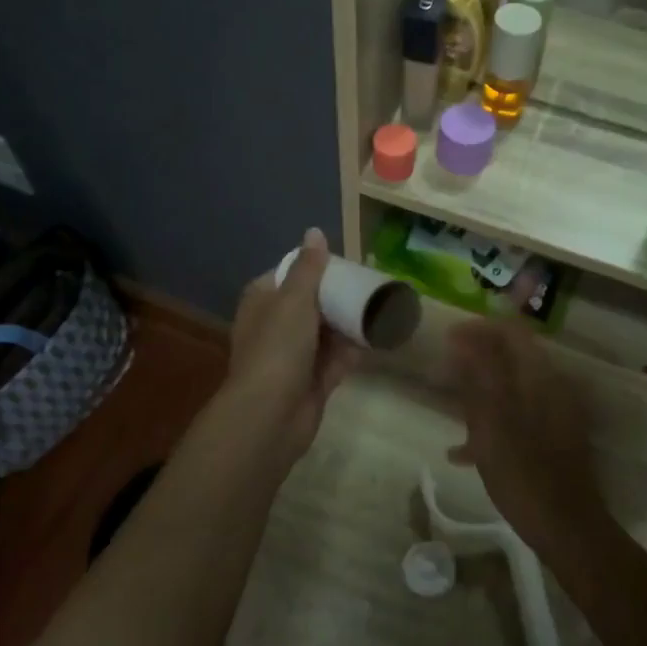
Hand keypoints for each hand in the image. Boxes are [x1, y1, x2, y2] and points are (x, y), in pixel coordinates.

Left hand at [226, 228, 360, 469]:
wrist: (271, 414)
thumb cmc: (278, 347)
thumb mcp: (294, 298)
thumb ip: (309, 266)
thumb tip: (314, 231)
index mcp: (263, 300)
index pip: (289, 274)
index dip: (315, 267)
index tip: (346, 263)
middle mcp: (275, 325)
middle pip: (312, 303)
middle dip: (338, 296)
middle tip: (371, 284)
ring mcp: (294, 356)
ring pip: (327, 332)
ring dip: (350, 323)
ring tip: (383, 307)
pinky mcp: (312, 380)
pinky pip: (337, 359)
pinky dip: (354, 350)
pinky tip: (379, 337)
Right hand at [446, 320, 609, 556]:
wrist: (567, 528)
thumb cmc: (523, 472)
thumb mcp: (491, 422)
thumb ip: (478, 376)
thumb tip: (462, 339)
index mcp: (540, 377)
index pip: (510, 331)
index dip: (477, 330)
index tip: (446, 339)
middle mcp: (552, 387)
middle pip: (510, 358)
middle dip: (474, 362)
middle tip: (442, 376)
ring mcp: (556, 414)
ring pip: (510, 389)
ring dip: (479, 394)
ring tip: (449, 413)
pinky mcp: (553, 439)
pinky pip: (517, 417)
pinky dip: (492, 423)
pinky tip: (464, 452)